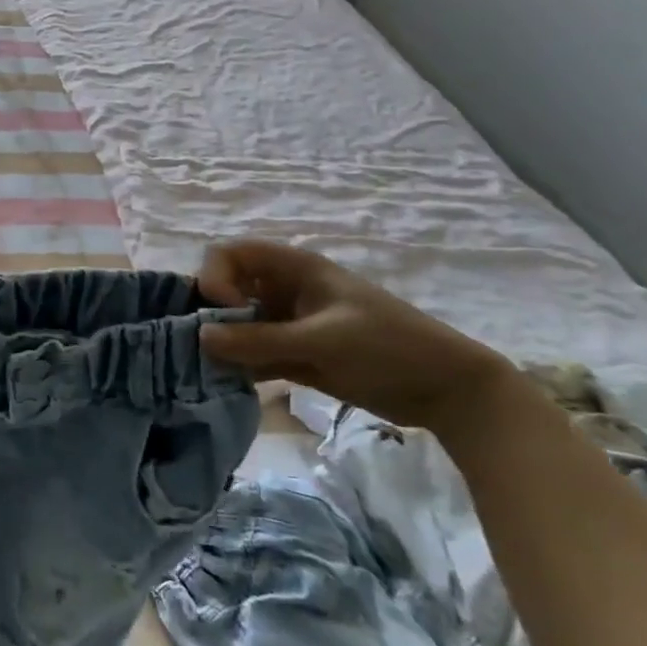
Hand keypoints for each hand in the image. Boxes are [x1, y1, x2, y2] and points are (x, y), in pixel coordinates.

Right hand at [196, 239, 515, 431]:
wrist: (447, 391)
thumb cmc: (387, 347)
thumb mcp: (320, 341)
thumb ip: (258, 340)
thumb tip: (199, 337)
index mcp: (294, 269)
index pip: (231, 254)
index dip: (216, 278)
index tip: (226, 312)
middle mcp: (284, 290)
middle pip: (227, 288)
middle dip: (211, 314)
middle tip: (206, 347)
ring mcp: (289, 323)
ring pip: (237, 324)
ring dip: (223, 344)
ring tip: (211, 371)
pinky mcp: (295, 354)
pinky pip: (253, 352)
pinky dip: (240, 365)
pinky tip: (231, 384)